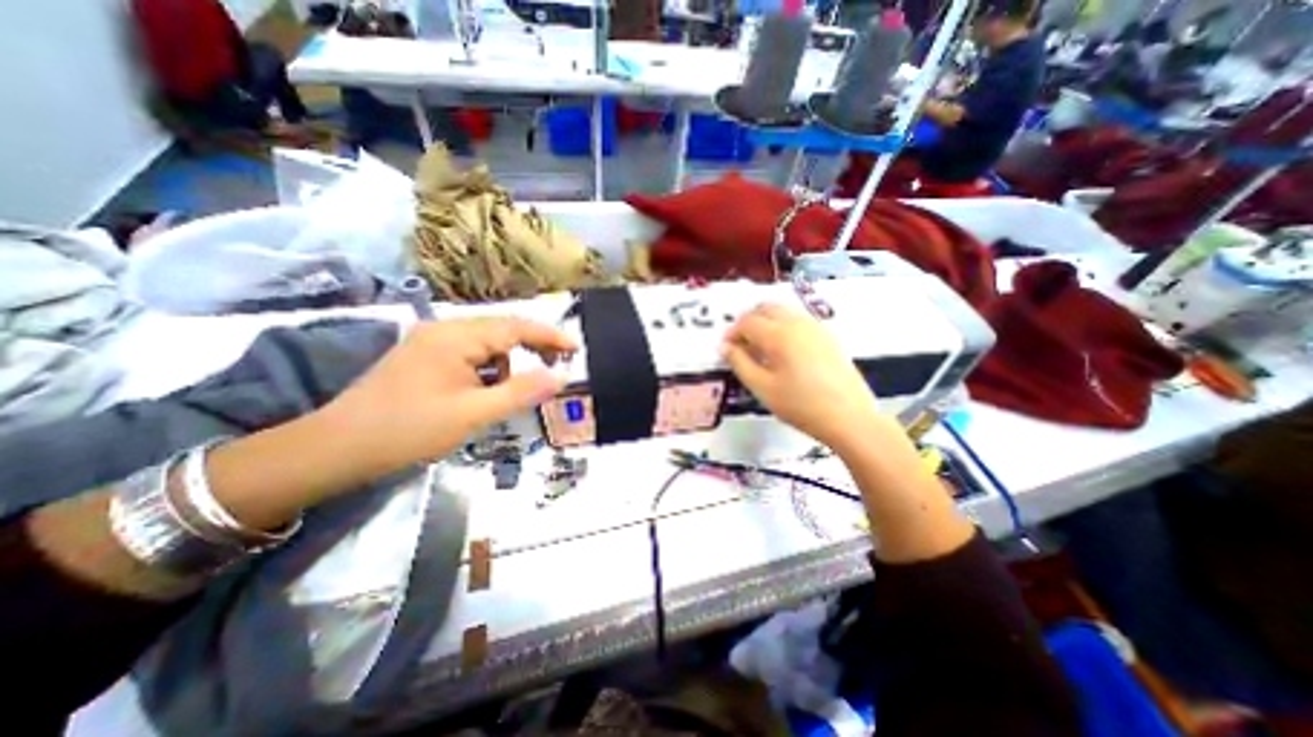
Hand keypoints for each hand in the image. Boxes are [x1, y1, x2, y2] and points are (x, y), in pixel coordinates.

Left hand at [318, 317, 574, 477]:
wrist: (337, 448)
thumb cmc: (409, 429)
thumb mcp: (474, 413)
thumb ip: (521, 392)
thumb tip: (560, 377)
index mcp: (457, 336)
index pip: (516, 327)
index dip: (550, 336)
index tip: (576, 348)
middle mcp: (445, 329)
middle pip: (503, 329)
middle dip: (534, 345)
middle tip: (558, 366)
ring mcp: (432, 341)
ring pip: (487, 342)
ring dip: (509, 360)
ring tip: (518, 388)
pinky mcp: (425, 356)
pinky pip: (470, 354)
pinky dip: (488, 368)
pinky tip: (486, 390)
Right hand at [722, 305, 886, 453]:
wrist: (849, 417)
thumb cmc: (800, 405)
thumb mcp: (762, 388)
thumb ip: (740, 363)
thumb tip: (724, 346)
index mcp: (778, 335)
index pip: (747, 322)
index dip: (732, 332)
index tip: (726, 348)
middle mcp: (797, 323)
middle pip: (766, 308)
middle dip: (748, 321)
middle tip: (741, 344)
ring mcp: (815, 327)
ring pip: (784, 311)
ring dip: (766, 321)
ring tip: (760, 347)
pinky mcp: (827, 336)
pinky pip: (798, 320)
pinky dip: (783, 325)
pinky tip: (783, 350)